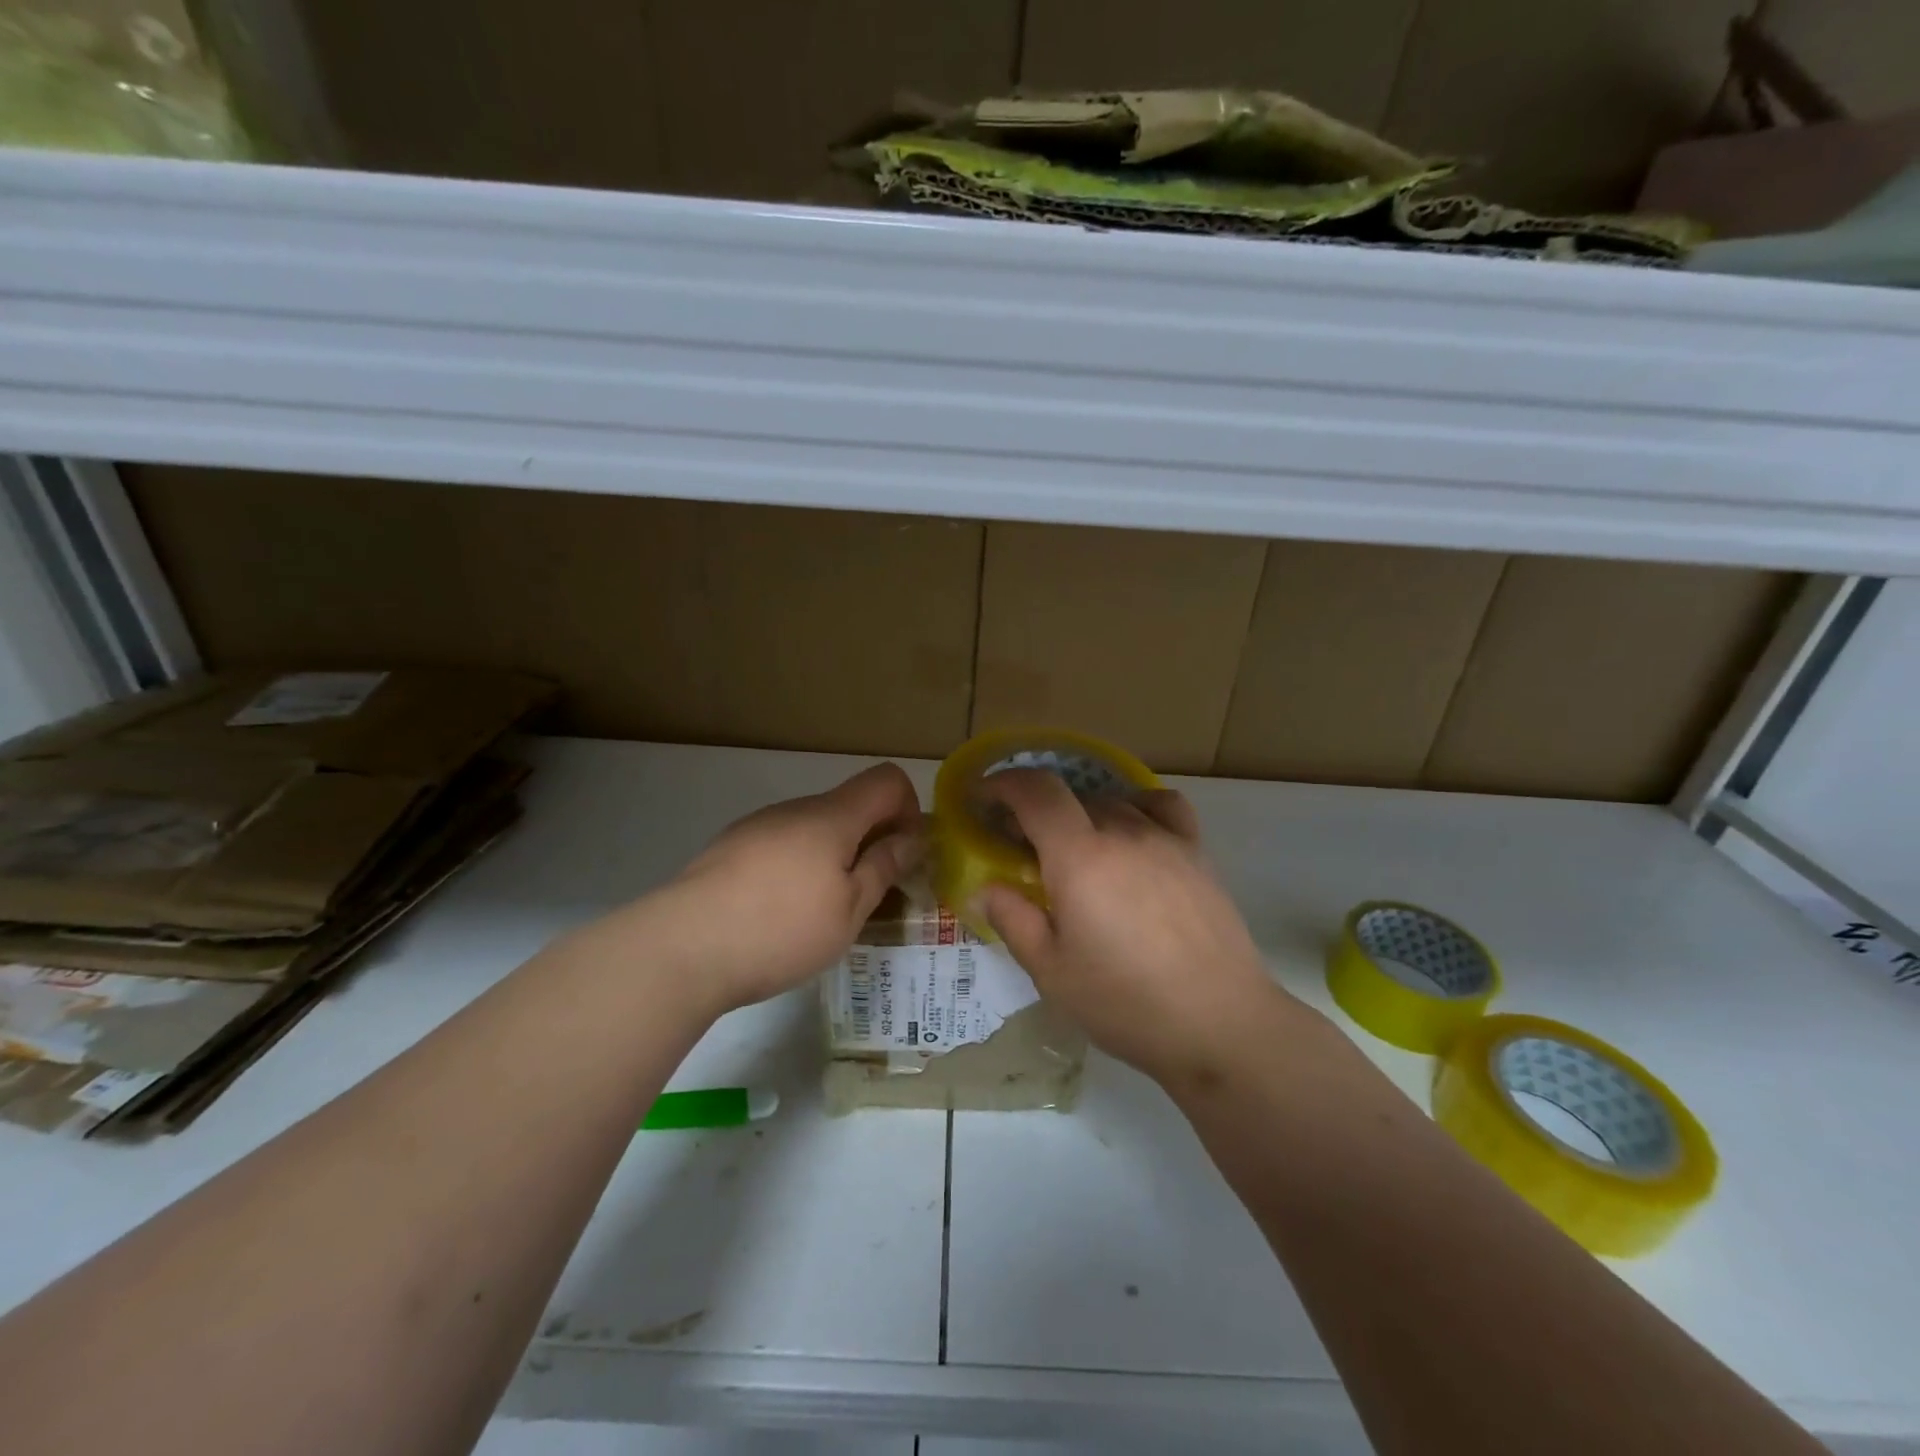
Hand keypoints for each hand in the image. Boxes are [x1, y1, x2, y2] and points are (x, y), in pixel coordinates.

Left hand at [585, 764, 922, 1015]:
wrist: (681, 948)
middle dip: (871, 840)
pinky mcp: (729, 848)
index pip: (886, 779)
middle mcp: (795, 809)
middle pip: (849, 805)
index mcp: (832, 816)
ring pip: (813, 828)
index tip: (902, 854)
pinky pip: (780, 844)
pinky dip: (796, 866)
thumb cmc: (781, 929)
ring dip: (832, 856)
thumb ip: (884, 867)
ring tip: (820, 912)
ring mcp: (757, 826)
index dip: (909, 809)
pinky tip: (778, 913)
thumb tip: (912, 837)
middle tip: (869, 895)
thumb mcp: (849, 909)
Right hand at [973, 770, 1293, 1086]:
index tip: (983, 799)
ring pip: (1111, 802)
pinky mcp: (1197, 852)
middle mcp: (1123, 832)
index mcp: (1080, 857)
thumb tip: (985, 887)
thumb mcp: (1051, 971)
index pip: (1036, 791)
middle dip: (1037, 811)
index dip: (1003, 783)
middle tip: (1023, 848)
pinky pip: (1162, 806)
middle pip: (1070, 796)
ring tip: (1077, 851)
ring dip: (1081, 815)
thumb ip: (1013, 919)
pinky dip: (1136, 807)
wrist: (1220, 1023)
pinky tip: (1132, 835)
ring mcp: (1165, 838)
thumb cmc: (1126, 1002)